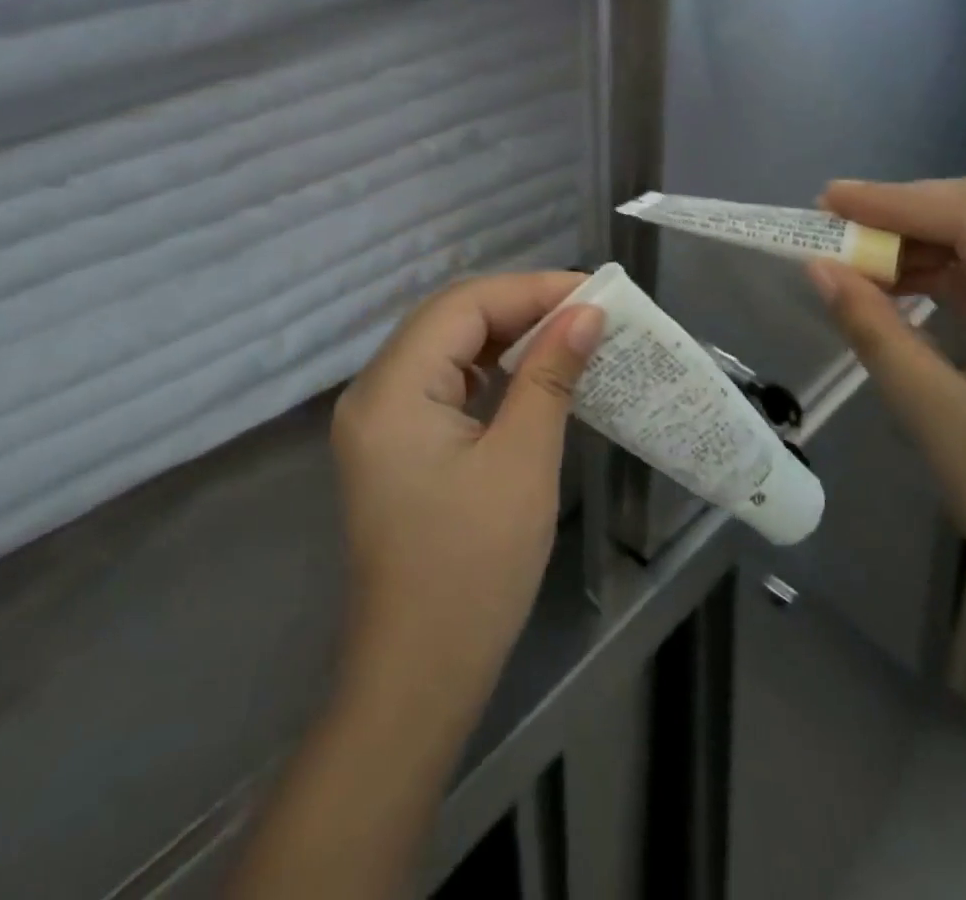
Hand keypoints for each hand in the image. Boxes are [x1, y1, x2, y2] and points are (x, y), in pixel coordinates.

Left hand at [330, 272, 603, 718]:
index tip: (592, 292)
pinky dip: (487, 369)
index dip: (529, 290)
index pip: (462, 306)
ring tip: (566, 333)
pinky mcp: (394, 444)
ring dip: (505, 335)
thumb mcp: (522, 462)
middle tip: (585, 311)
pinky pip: (441, 382)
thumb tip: (586, 313)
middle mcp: (373, 392)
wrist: (418, 675)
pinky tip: (528, 373)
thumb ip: (550, 375)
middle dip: (519, 307)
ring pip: (445, 347)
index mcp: (391, 390)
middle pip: (448, 319)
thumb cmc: (473, 570)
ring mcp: (379, 420)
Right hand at [808, 177, 965, 656]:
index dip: (898, 200)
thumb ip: (875, 331)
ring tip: (858, 257)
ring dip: (925, 242)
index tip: (828, 201)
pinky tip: (901, 287)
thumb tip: (819, 268)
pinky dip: (947, 275)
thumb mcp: (936, 417)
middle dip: (909, 213)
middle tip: (838, 224)